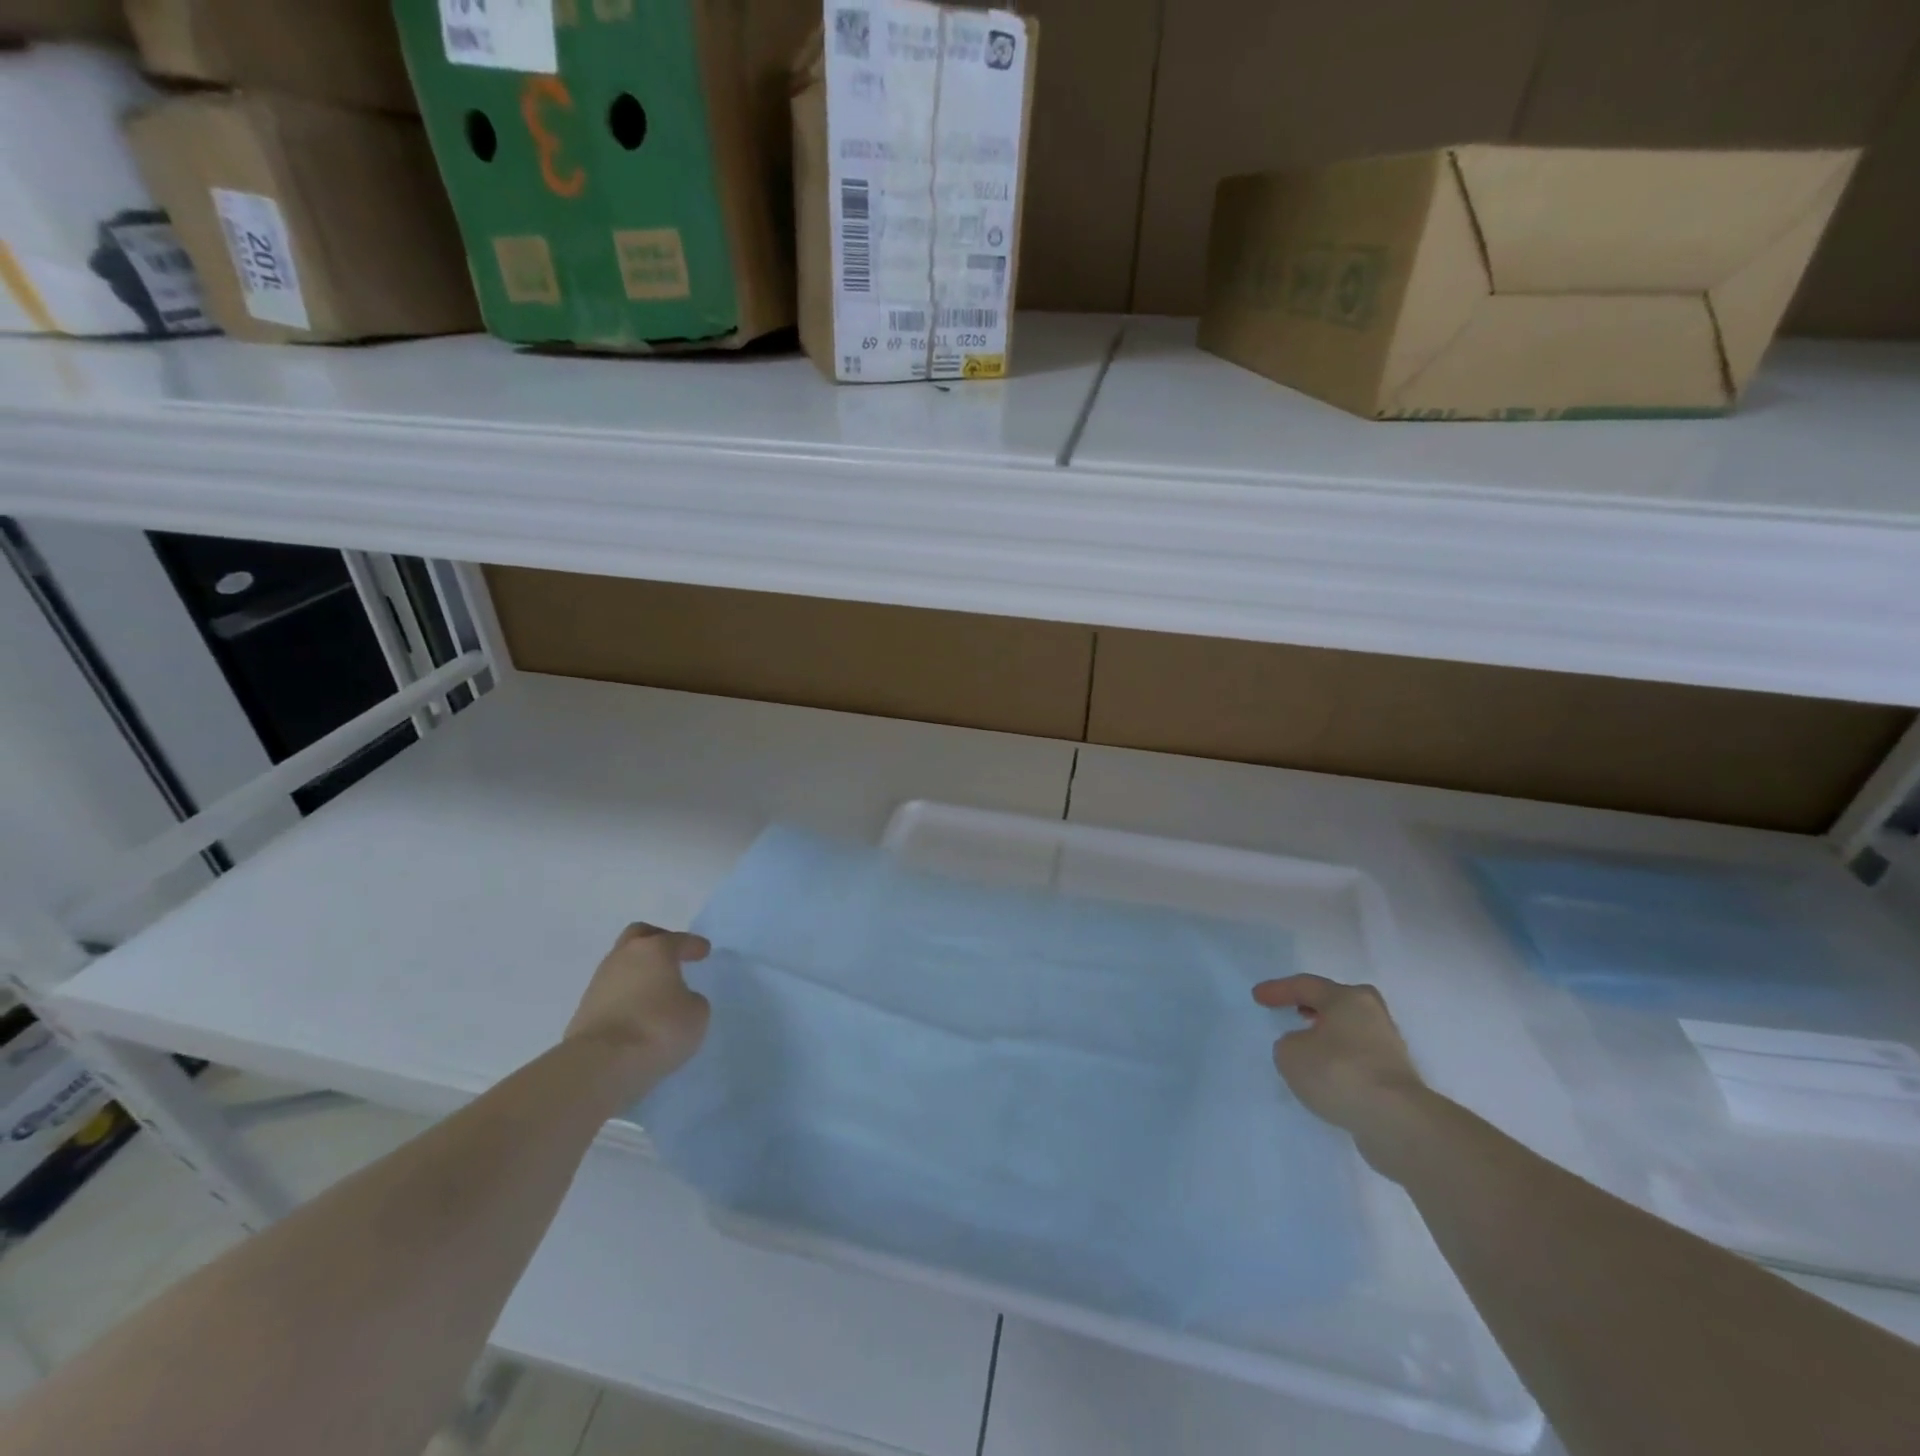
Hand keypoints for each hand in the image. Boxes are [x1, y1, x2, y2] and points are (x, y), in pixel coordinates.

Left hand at [565, 923, 711, 1089]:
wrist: (601, 1063)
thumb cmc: (658, 1028)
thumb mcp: (696, 1014)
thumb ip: (691, 999)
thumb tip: (678, 1000)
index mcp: (654, 950)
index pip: (678, 940)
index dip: (693, 945)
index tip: (703, 951)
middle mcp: (623, 957)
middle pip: (638, 936)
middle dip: (656, 940)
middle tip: (672, 954)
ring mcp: (599, 982)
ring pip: (621, 964)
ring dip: (638, 970)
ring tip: (654, 988)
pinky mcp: (584, 1009)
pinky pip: (611, 992)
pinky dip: (626, 994)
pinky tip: (637, 1010)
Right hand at [1252, 975, 1425, 1139]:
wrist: (1396, 1121)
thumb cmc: (1339, 1072)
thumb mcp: (1290, 1054)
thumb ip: (1289, 1043)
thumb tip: (1304, 1048)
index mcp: (1348, 998)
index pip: (1305, 986)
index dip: (1278, 990)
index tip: (1257, 997)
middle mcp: (1373, 1015)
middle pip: (1339, 1003)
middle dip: (1316, 1006)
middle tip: (1297, 1011)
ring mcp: (1389, 1047)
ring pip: (1351, 1032)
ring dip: (1329, 1036)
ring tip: (1308, 1049)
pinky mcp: (1396, 1079)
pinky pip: (1359, 1059)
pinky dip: (1341, 1062)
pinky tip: (1328, 1076)